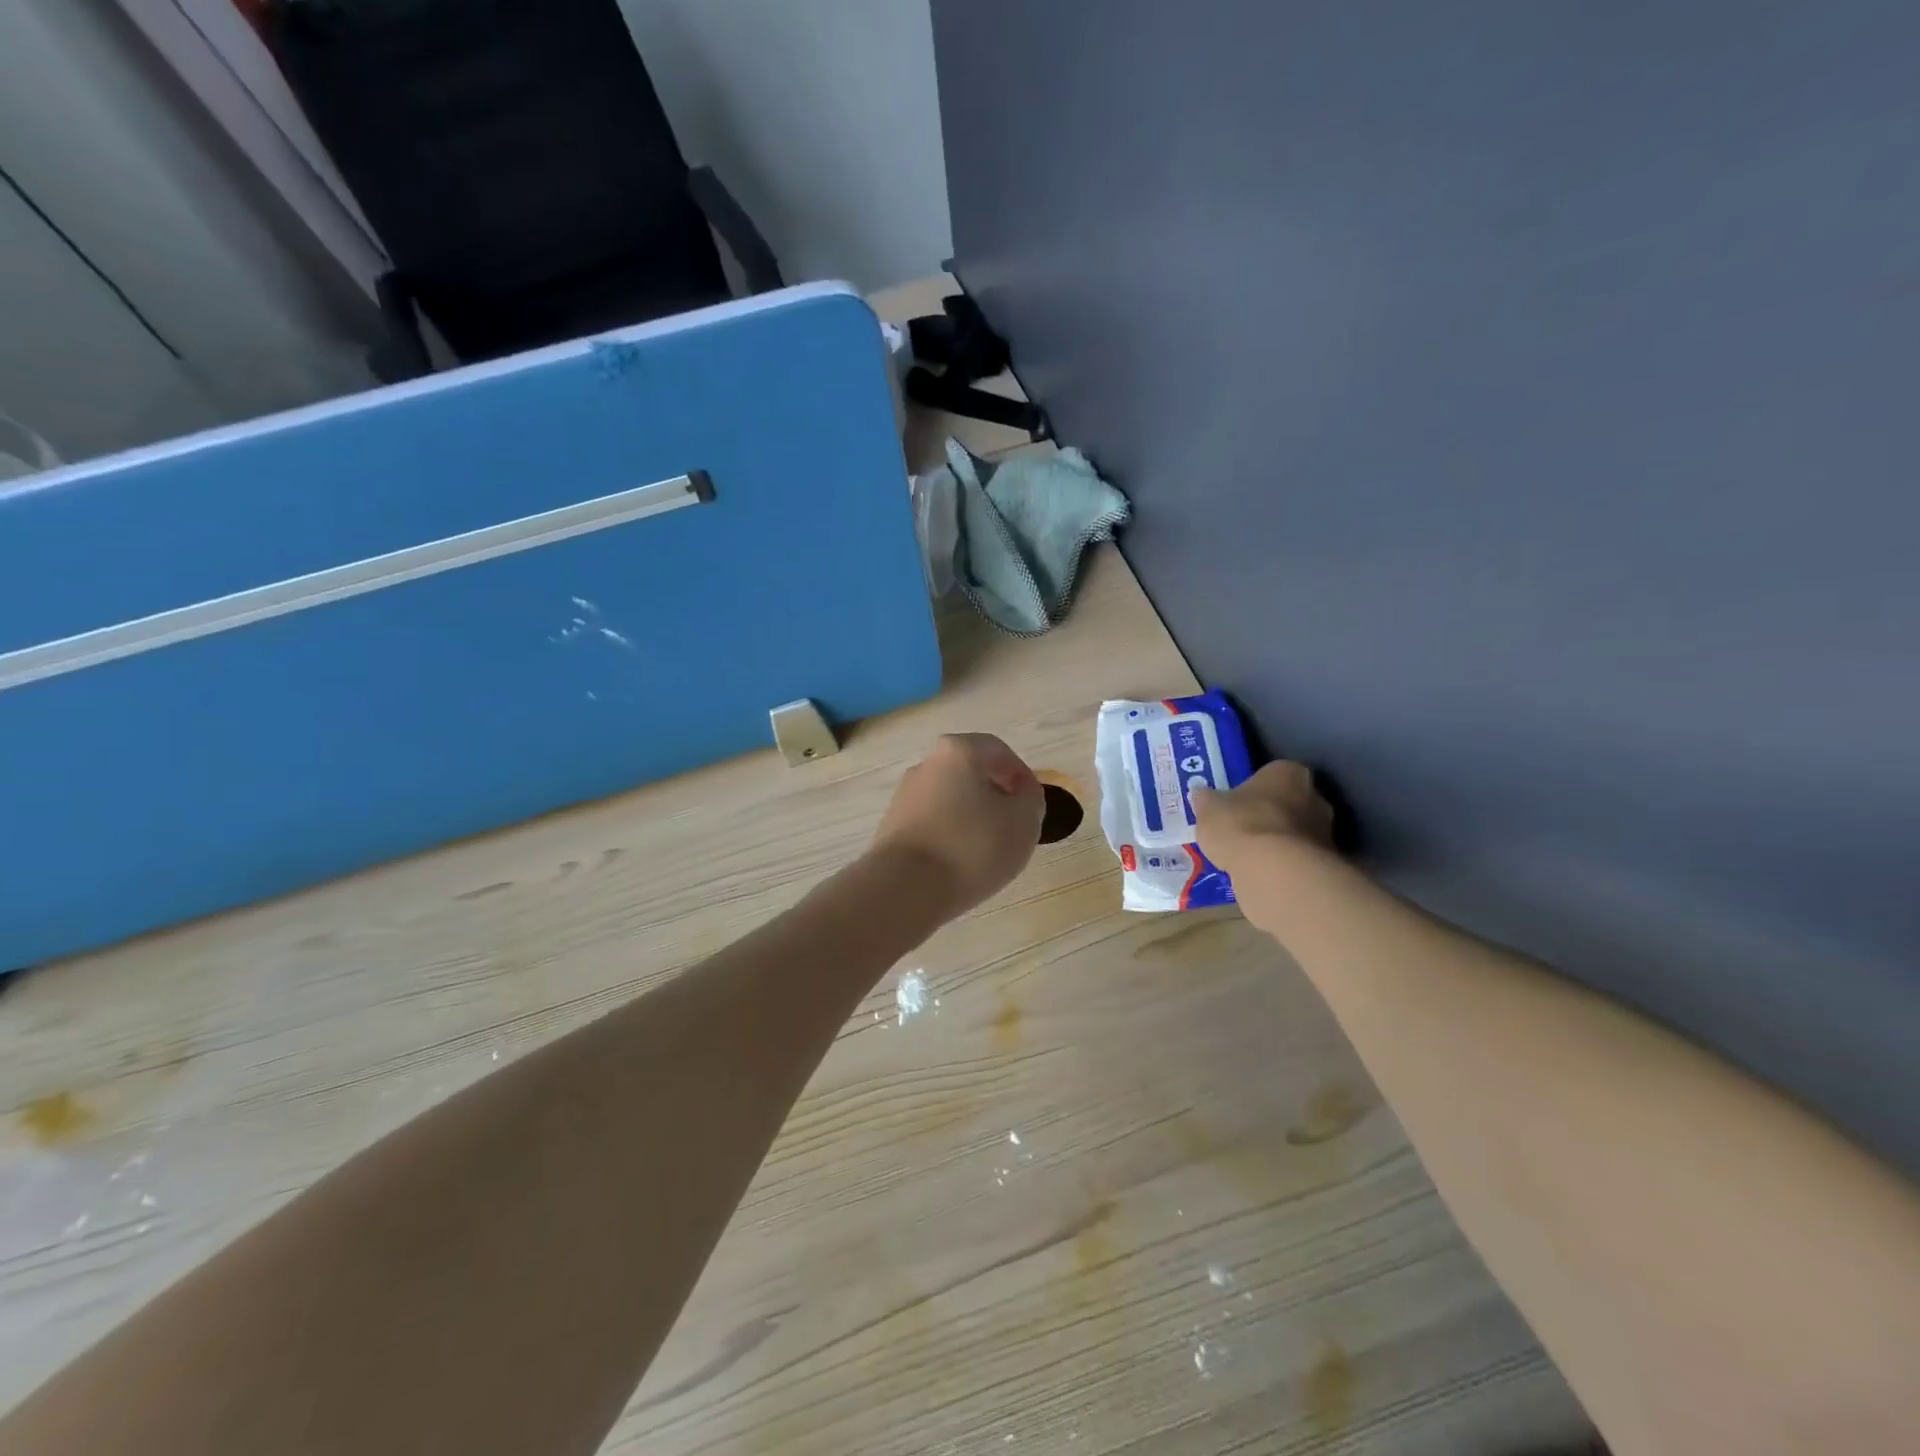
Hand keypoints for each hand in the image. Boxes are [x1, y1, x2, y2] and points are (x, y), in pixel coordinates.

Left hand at [869, 734, 1044, 916]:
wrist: (904, 888)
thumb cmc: (972, 847)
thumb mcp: (1023, 823)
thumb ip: (1031, 800)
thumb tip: (1021, 794)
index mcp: (958, 751)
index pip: (999, 752)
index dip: (1022, 776)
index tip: (1033, 805)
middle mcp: (927, 764)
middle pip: (971, 772)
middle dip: (996, 794)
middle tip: (1014, 824)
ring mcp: (905, 795)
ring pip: (950, 797)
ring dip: (973, 815)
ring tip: (988, 848)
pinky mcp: (893, 825)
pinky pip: (933, 821)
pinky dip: (951, 833)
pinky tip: (960, 860)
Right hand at [1191, 762, 1334, 874]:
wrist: (1275, 872)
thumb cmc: (1241, 825)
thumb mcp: (1208, 808)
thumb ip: (1207, 800)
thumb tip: (1202, 795)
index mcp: (1288, 772)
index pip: (1271, 774)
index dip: (1253, 788)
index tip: (1237, 803)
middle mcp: (1315, 796)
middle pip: (1288, 802)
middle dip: (1270, 814)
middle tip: (1242, 829)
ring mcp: (1325, 831)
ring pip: (1295, 832)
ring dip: (1278, 842)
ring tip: (1249, 857)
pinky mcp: (1326, 864)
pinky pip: (1298, 859)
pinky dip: (1284, 865)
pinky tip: (1262, 874)